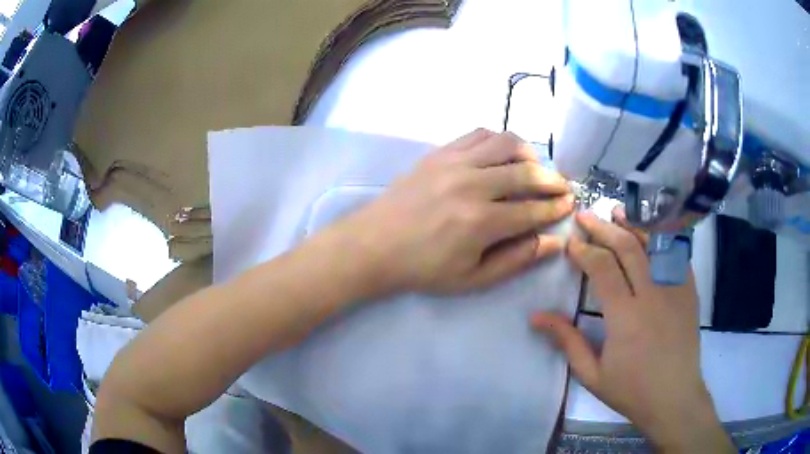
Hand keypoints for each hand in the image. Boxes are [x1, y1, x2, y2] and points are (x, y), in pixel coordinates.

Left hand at [331, 129, 573, 294]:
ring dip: (529, 153)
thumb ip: (516, 259)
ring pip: (506, 143)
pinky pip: (479, 134)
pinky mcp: (440, 152)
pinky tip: (503, 154)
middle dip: (553, 179)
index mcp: (481, 222)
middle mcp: (472, 184)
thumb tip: (554, 242)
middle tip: (562, 186)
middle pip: (527, 172)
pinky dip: (499, 140)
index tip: (570, 204)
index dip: (556, 207)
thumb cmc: (423, 268)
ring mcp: (454, 162)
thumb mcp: (472, 278)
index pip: (533, 209)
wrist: (375, 244)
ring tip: (535, 167)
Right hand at [532, 208, 734, 452]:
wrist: (674, 397)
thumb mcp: (592, 374)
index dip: (584, 251)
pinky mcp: (689, 290)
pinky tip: (651, 230)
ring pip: (652, 244)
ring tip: (615, 212)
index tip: (571, 244)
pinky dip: (662, 237)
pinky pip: (676, 254)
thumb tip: (536, 316)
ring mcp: (674, 289)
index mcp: (624, 317)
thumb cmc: (631, 390)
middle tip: (585, 217)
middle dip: (602, 228)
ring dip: (632, 225)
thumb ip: (567, 341)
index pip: (602, 268)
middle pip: (626, 247)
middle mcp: (651, 295)